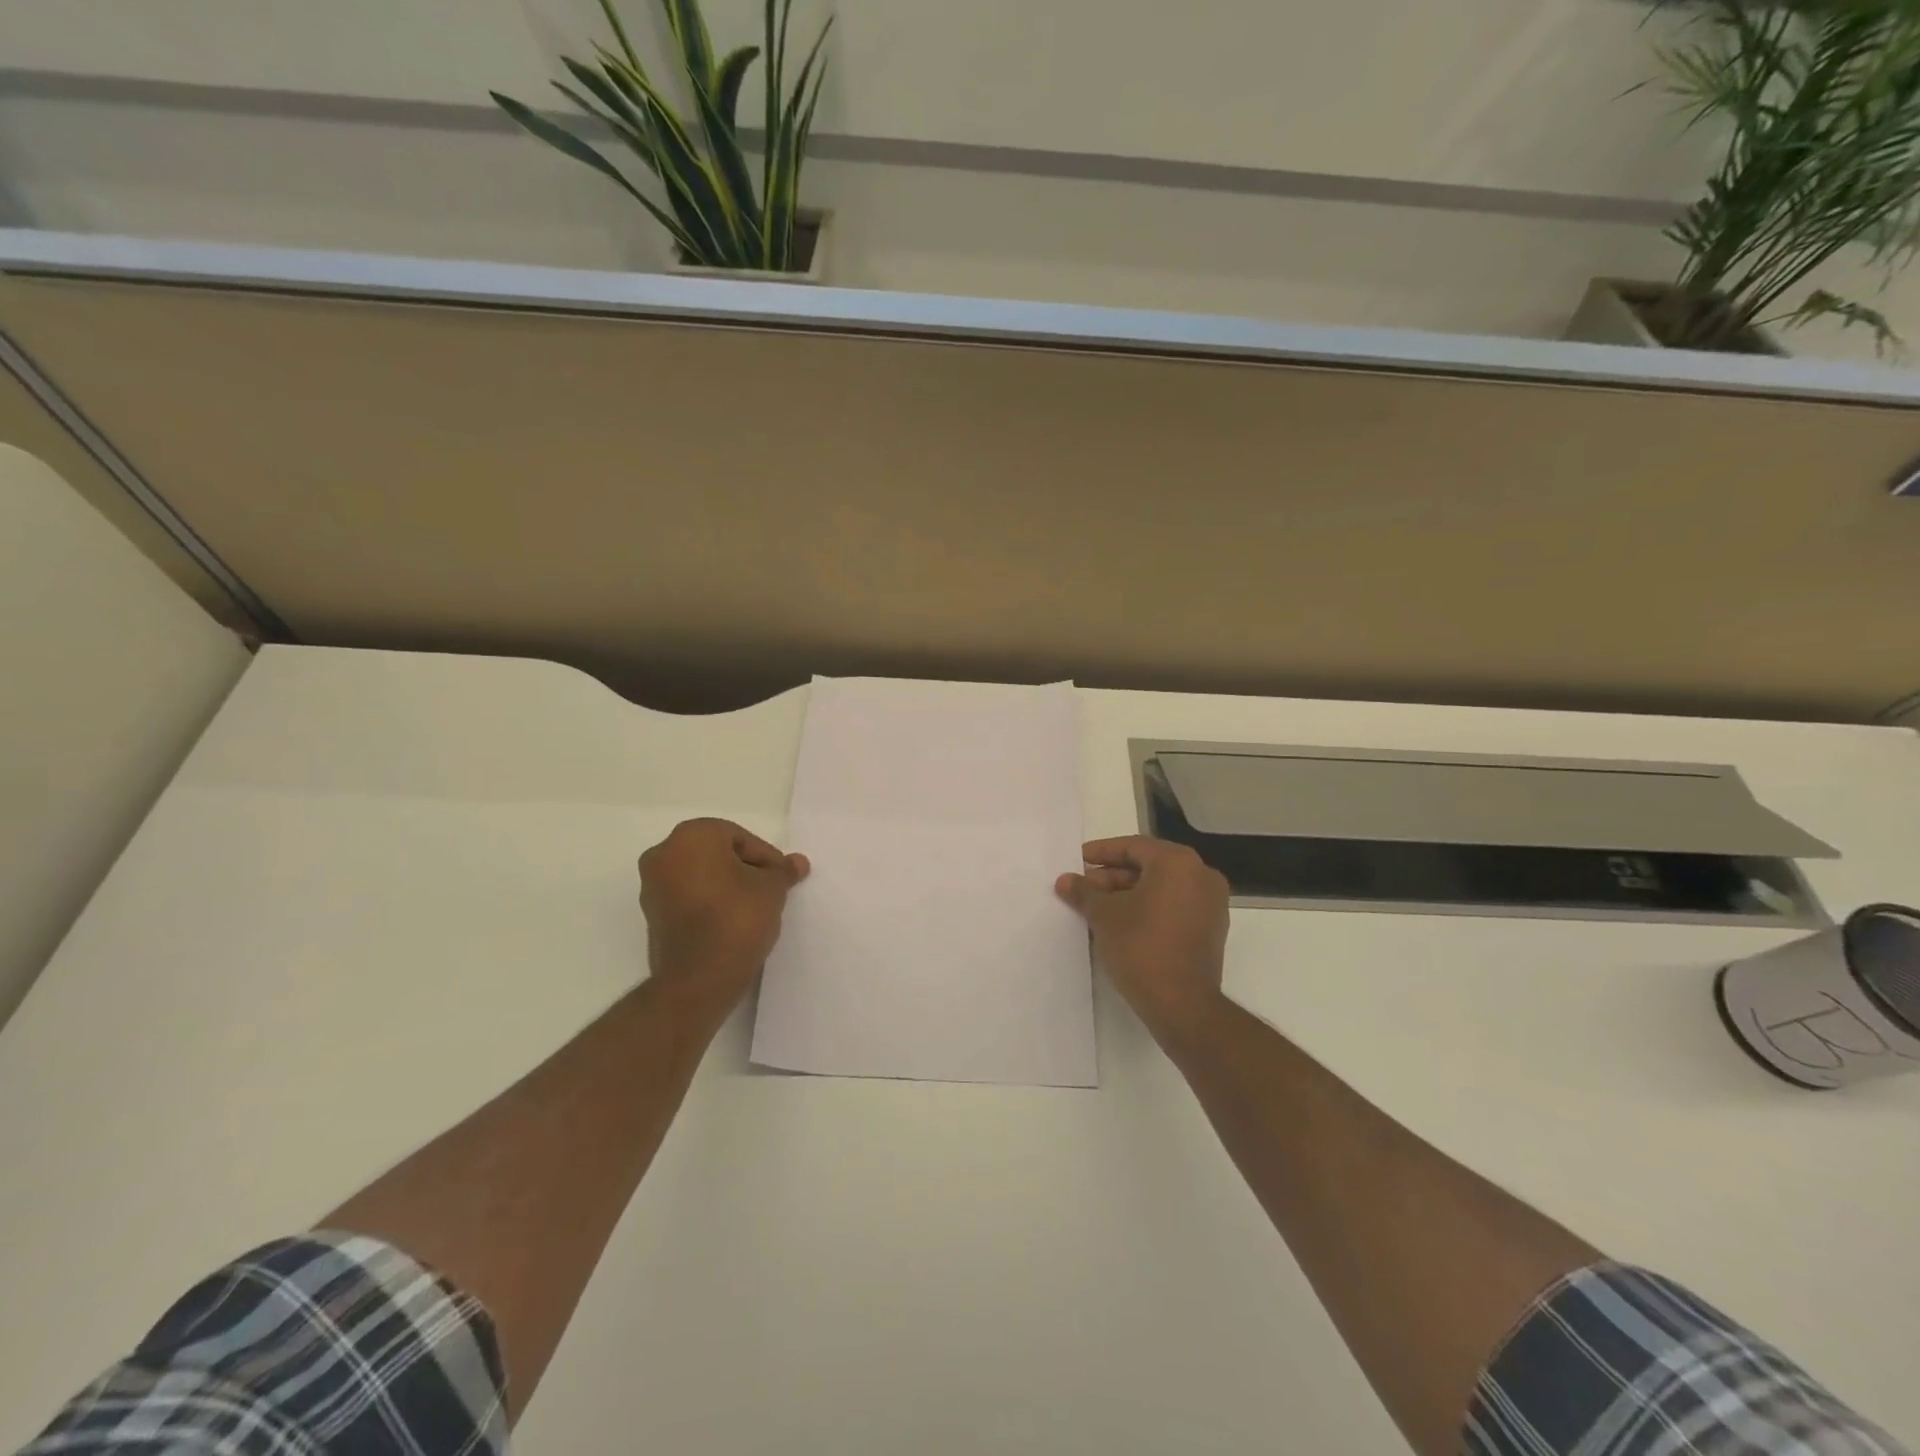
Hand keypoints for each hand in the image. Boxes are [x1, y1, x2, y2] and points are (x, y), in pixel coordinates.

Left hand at [638, 819, 809, 1013]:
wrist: (698, 978)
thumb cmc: (737, 918)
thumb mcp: (772, 889)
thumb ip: (783, 871)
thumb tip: (798, 862)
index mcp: (691, 836)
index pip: (739, 837)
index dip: (766, 857)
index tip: (782, 878)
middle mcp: (664, 853)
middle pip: (717, 853)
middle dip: (745, 869)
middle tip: (771, 890)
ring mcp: (652, 886)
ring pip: (701, 875)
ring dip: (727, 885)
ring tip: (754, 907)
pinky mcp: (651, 915)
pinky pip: (688, 897)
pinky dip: (709, 902)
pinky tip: (732, 921)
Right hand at [1056, 837, 1229, 1051]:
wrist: (1182, 1004)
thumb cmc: (1141, 947)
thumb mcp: (1104, 916)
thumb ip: (1084, 892)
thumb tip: (1065, 880)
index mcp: (1178, 863)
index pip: (1134, 846)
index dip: (1101, 853)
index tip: (1078, 860)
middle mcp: (1201, 876)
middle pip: (1148, 866)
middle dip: (1112, 876)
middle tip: (1083, 888)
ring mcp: (1210, 904)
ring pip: (1161, 888)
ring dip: (1127, 894)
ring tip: (1095, 908)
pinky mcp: (1210, 930)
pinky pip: (1173, 907)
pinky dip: (1147, 909)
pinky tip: (1119, 923)